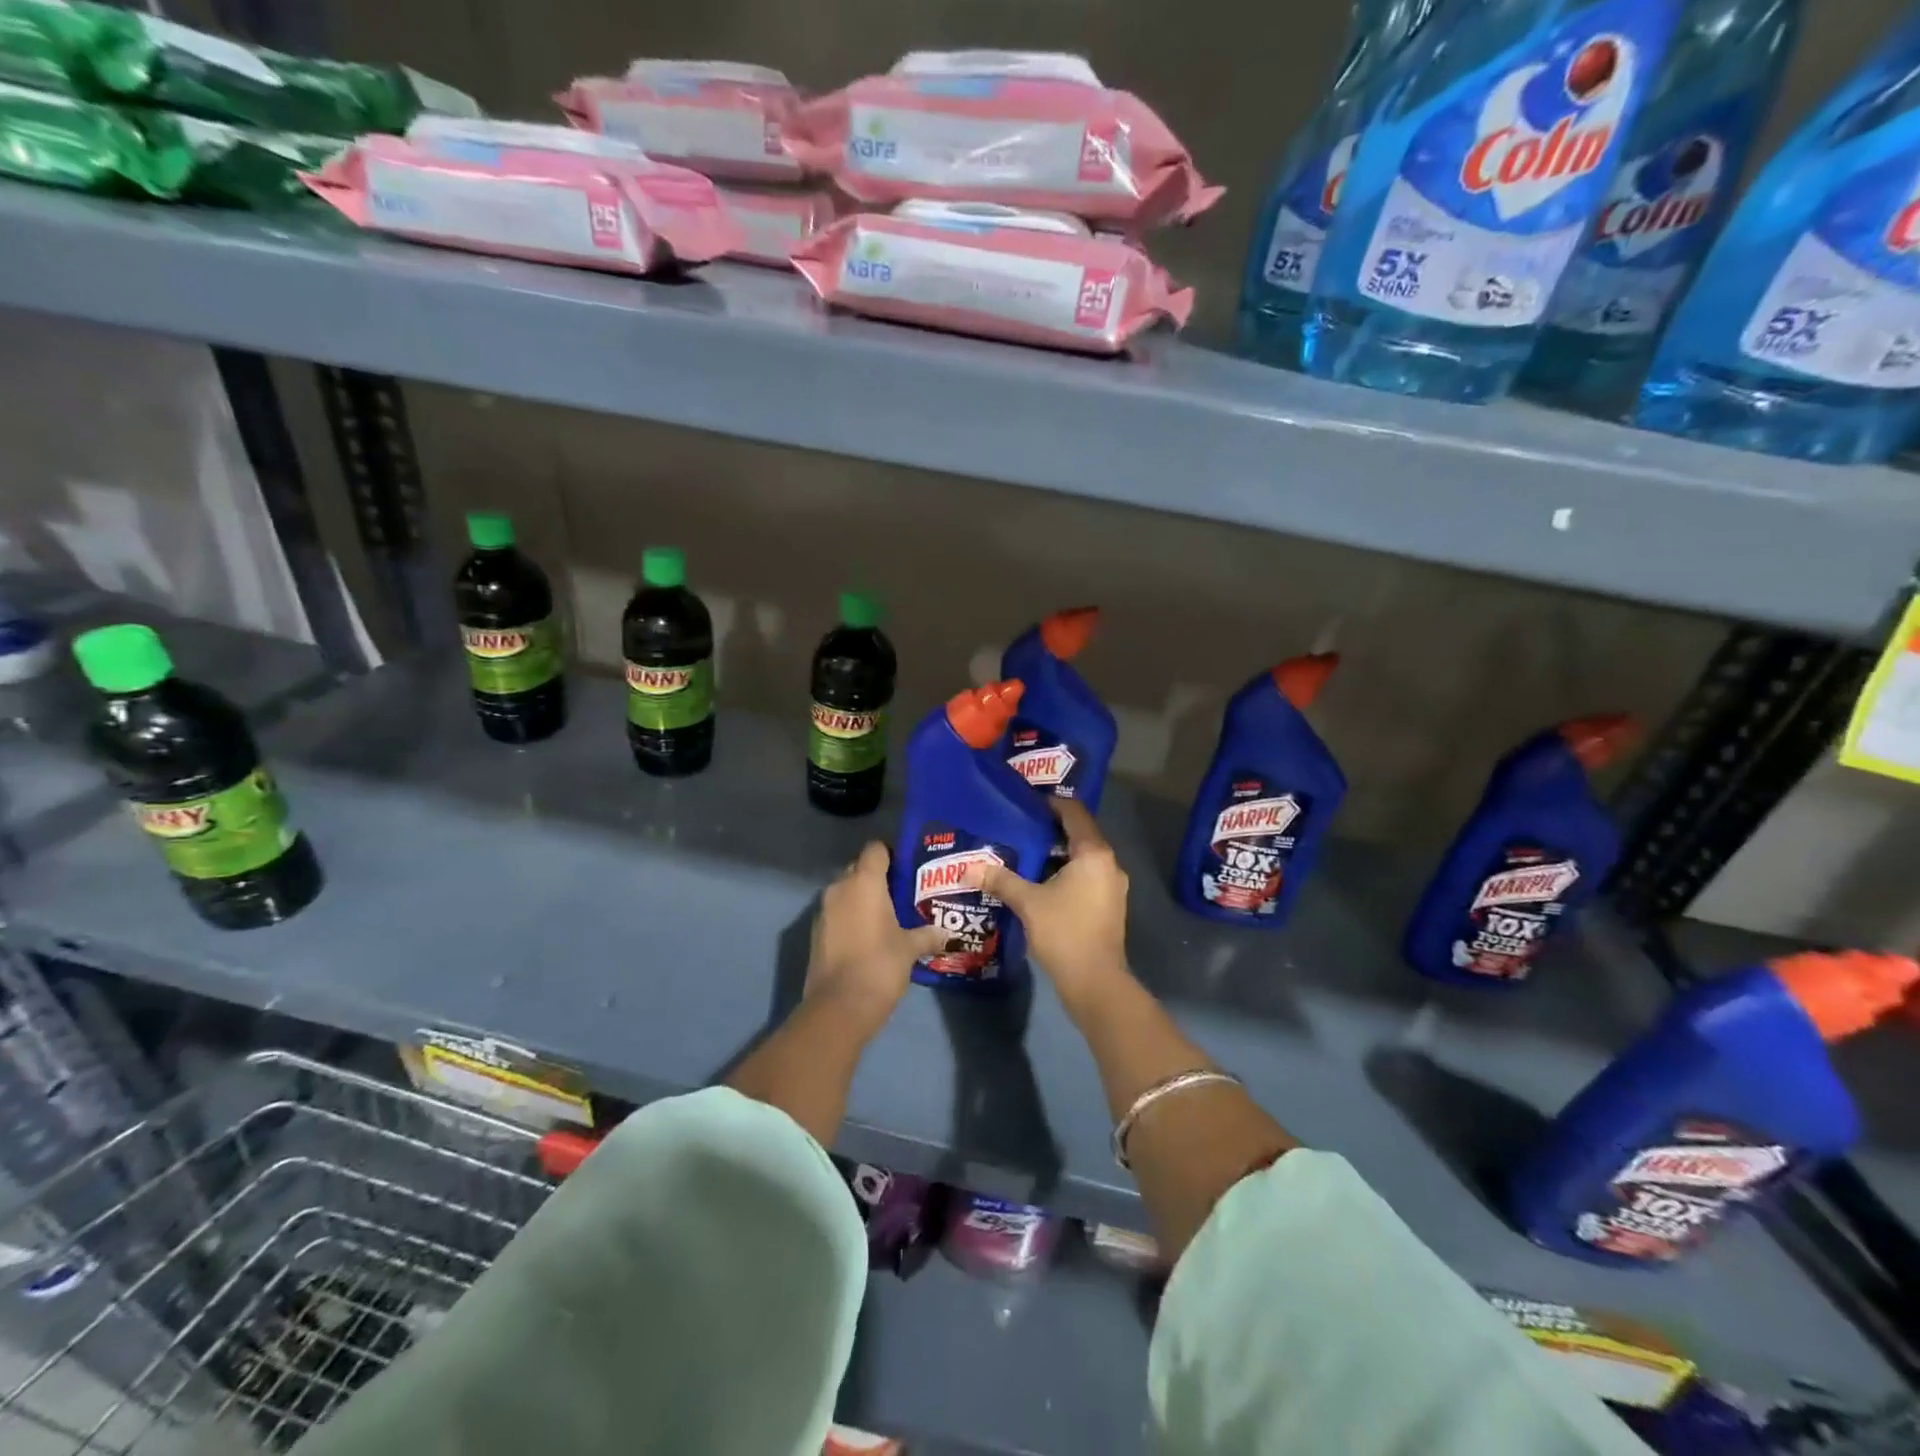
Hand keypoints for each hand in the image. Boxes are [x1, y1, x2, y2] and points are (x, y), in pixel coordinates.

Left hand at [806, 842, 945, 1035]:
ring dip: (863, 898)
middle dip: (878, 877)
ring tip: (889, 914)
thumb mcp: (910, 949)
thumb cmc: (880, 965)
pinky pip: (838, 913)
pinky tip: (870, 935)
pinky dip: (852, 917)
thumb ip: (927, 935)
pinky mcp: (817, 933)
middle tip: (903, 891)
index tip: (909, 866)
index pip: (875, 849)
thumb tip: (946, 933)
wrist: (839, 1006)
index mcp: (864, 882)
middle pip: (859, 868)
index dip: (892, 852)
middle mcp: (840, 888)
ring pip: (846, 892)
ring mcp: (824, 911)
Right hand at [980, 800, 1130, 1016]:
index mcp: (1094, 853)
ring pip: (1082, 858)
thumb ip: (1001, 880)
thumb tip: (969, 867)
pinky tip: (1039, 881)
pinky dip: (1064, 873)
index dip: (1052, 803)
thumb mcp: (1028, 902)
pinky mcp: (1108, 906)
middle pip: (1079, 834)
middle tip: (1019, 825)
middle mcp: (1109, 864)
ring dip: (1056, 854)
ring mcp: (1112, 887)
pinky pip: (1085, 877)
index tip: (1027, 802)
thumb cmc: (1064, 932)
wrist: (1095, 982)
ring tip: (1024, 852)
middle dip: (1050, 830)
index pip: (1075, 813)